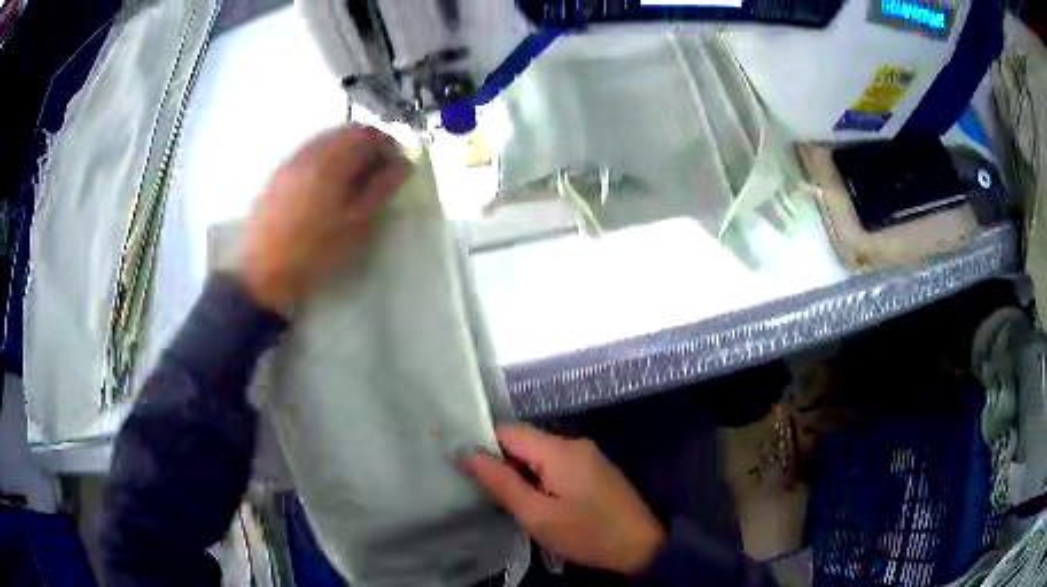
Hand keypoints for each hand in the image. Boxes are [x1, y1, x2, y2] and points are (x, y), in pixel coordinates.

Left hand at [239, 126, 406, 313]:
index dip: (388, 146)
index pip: (368, 134)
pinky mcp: (278, 174)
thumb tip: (402, 164)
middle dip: (368, 146)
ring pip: (326, 140)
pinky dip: (326, 159)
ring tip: (354, 182)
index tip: (397, 168)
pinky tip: (327, 187)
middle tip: (378, 173)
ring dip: (346, 152)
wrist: (262, 274)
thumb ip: (381, 189)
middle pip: (346, 132)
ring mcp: (290, 161)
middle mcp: (309, 152)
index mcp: (331, 161)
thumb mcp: (356, 225)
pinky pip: (309, 153)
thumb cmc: (314, 252)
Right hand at [457, 424, 666, 575]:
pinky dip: (537, 477)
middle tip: (481, 490)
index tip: (460, 466)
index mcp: (559, 450)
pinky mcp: (593, 469)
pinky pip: (555, 464)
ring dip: (518, 472)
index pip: (507, 430)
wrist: (642, 546)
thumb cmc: (587, 534)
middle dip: (500, 461)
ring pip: (538, 454)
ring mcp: (586, 455)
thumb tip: (465, 452)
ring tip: (503, 498)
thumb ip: (500, 482)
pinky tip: (533, 499)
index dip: (481, 444)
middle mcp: (573, 443)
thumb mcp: (537, 515)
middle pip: (523, 441)